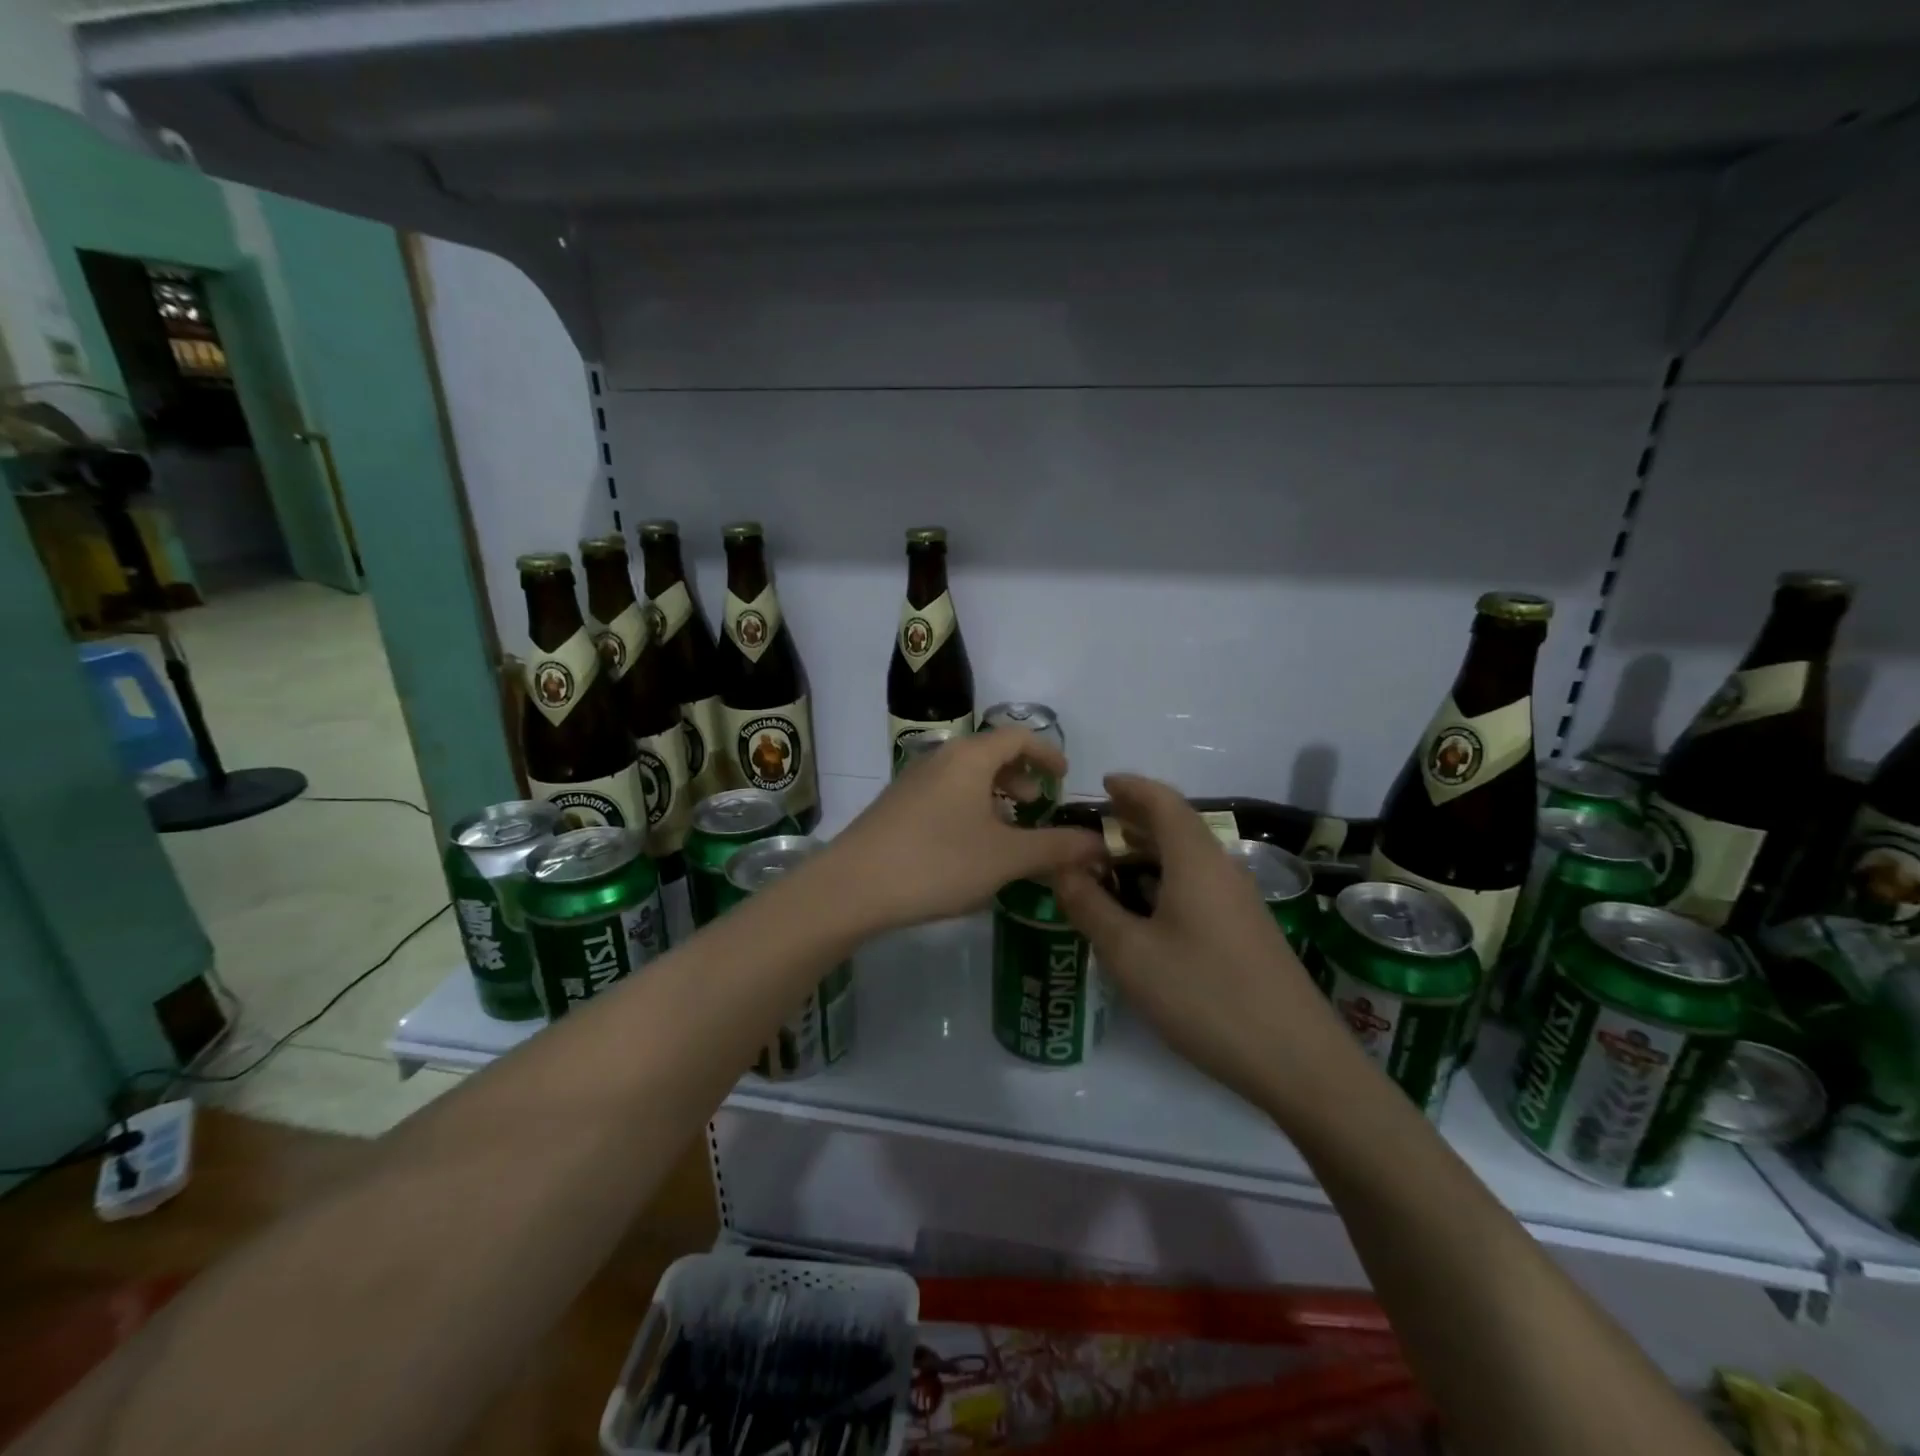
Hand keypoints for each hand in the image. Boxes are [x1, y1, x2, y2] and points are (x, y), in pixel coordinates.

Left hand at [826, 730, 1105, 931]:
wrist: (852, 886)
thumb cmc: (937, 862)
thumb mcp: (1005, 858)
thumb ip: (1055, 847)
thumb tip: (1099, 842)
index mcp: (970, 757)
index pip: (1018, 736)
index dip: (1046, 752)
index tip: (1064, 776)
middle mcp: (940, 758)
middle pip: (989, 754)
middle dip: (1019, 777)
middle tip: (1036, 806)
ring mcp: (912, 781)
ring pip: (965, 777)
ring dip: (993, 796)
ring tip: (1007, 831)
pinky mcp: (896, 806)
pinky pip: (945, 794)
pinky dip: (969, 809)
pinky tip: (969, 848)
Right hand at [1052, 773, 1345, 1108]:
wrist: (1296, 1060)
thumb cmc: (1203, 995)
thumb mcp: (1130, 953)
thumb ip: (1090, 906)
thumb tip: (1064, 868)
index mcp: (1195, 860)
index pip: (1162, 801)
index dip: (1131, 787)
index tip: (1101, 784)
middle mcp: (1222, 869)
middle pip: (1176, 826)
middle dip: (1134, 821)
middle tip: (1091, 831)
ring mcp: (1240, 901)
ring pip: (1188, 859)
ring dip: (1148, 854)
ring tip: (1109, 869)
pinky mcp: (1246, 931)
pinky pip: (1199, 885)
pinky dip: (1165, 881)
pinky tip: (1145, 912)